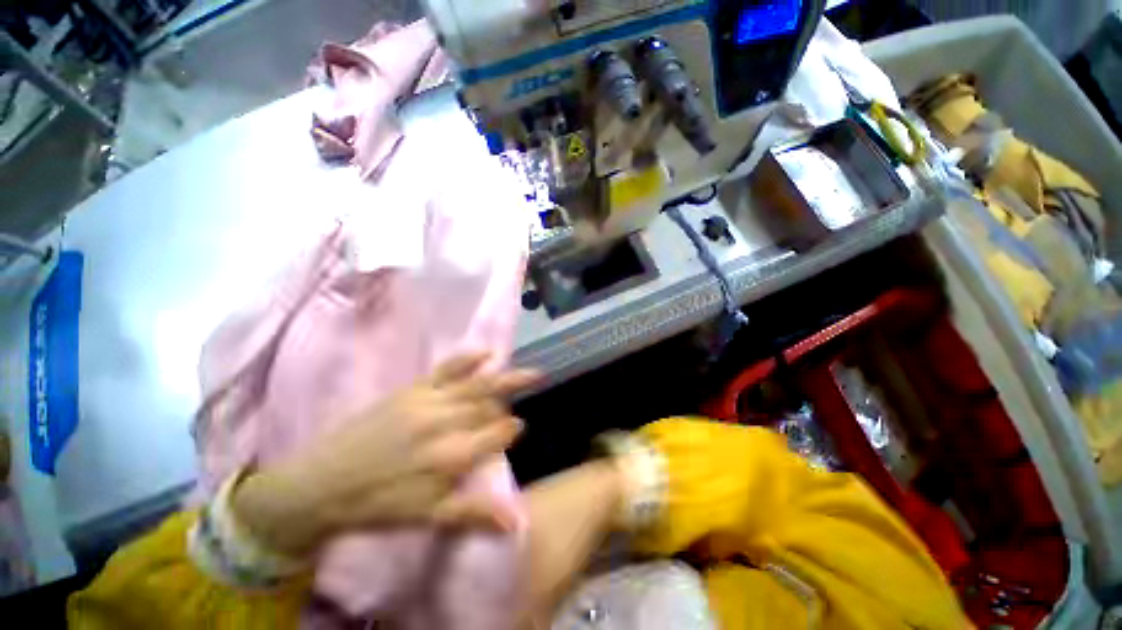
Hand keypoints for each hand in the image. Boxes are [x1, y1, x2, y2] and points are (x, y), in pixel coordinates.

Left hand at [232, 353, 537, 556]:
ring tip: (531, 373)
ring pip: (477, 388)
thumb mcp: (428, 519)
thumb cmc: (379, 505)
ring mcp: (430, 402)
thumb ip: (474, 514)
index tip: (518, 429)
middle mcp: (446, 425)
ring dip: (505, 380)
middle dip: (506, 406)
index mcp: (452, 458)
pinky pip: (448, 369)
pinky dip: (469, 359)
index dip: (511, 430)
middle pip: (489, 409)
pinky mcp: (413, 390)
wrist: (322, 484)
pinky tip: (488, 354)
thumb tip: (516, 521)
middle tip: (514, 407)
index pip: (497, 435)